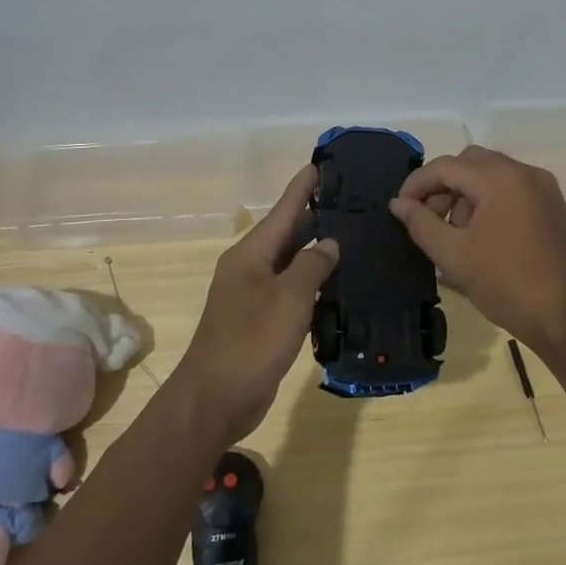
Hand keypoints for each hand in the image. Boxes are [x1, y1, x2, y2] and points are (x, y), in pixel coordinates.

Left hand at [171, 164, 338, 443]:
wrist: (215, 399)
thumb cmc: (251, 342)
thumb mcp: (289, 298)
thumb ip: (311, 266)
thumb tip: (329, 244)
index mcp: (250, 255)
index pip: (282, 211)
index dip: (301, 189)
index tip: (319, 165)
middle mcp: (249, 269)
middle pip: (285, 234)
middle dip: (313, 217)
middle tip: (349, 202)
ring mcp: (253, 297)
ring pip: (289, 264)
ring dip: (314, 251)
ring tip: (350, 237)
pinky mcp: (261, 322)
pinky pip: (290, 291)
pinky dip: (311, 283)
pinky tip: (335, 284)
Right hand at [390, 145, 565, 357]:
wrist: (565, 317)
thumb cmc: (505, 284)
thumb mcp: (453, 255)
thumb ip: (421, 223)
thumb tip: (399, 203)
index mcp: (501, 179)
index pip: (447, 166)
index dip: (417, 184)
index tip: (399, 208)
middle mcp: (525, 172)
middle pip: (470, 163)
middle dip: (442, 186)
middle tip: (427, 220)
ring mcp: (542, 188)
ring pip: (490, 174)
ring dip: (464, 194)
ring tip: (453, 233)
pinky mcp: (551, 205)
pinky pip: (510, 188)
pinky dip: (487, 201)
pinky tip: (478, 235)